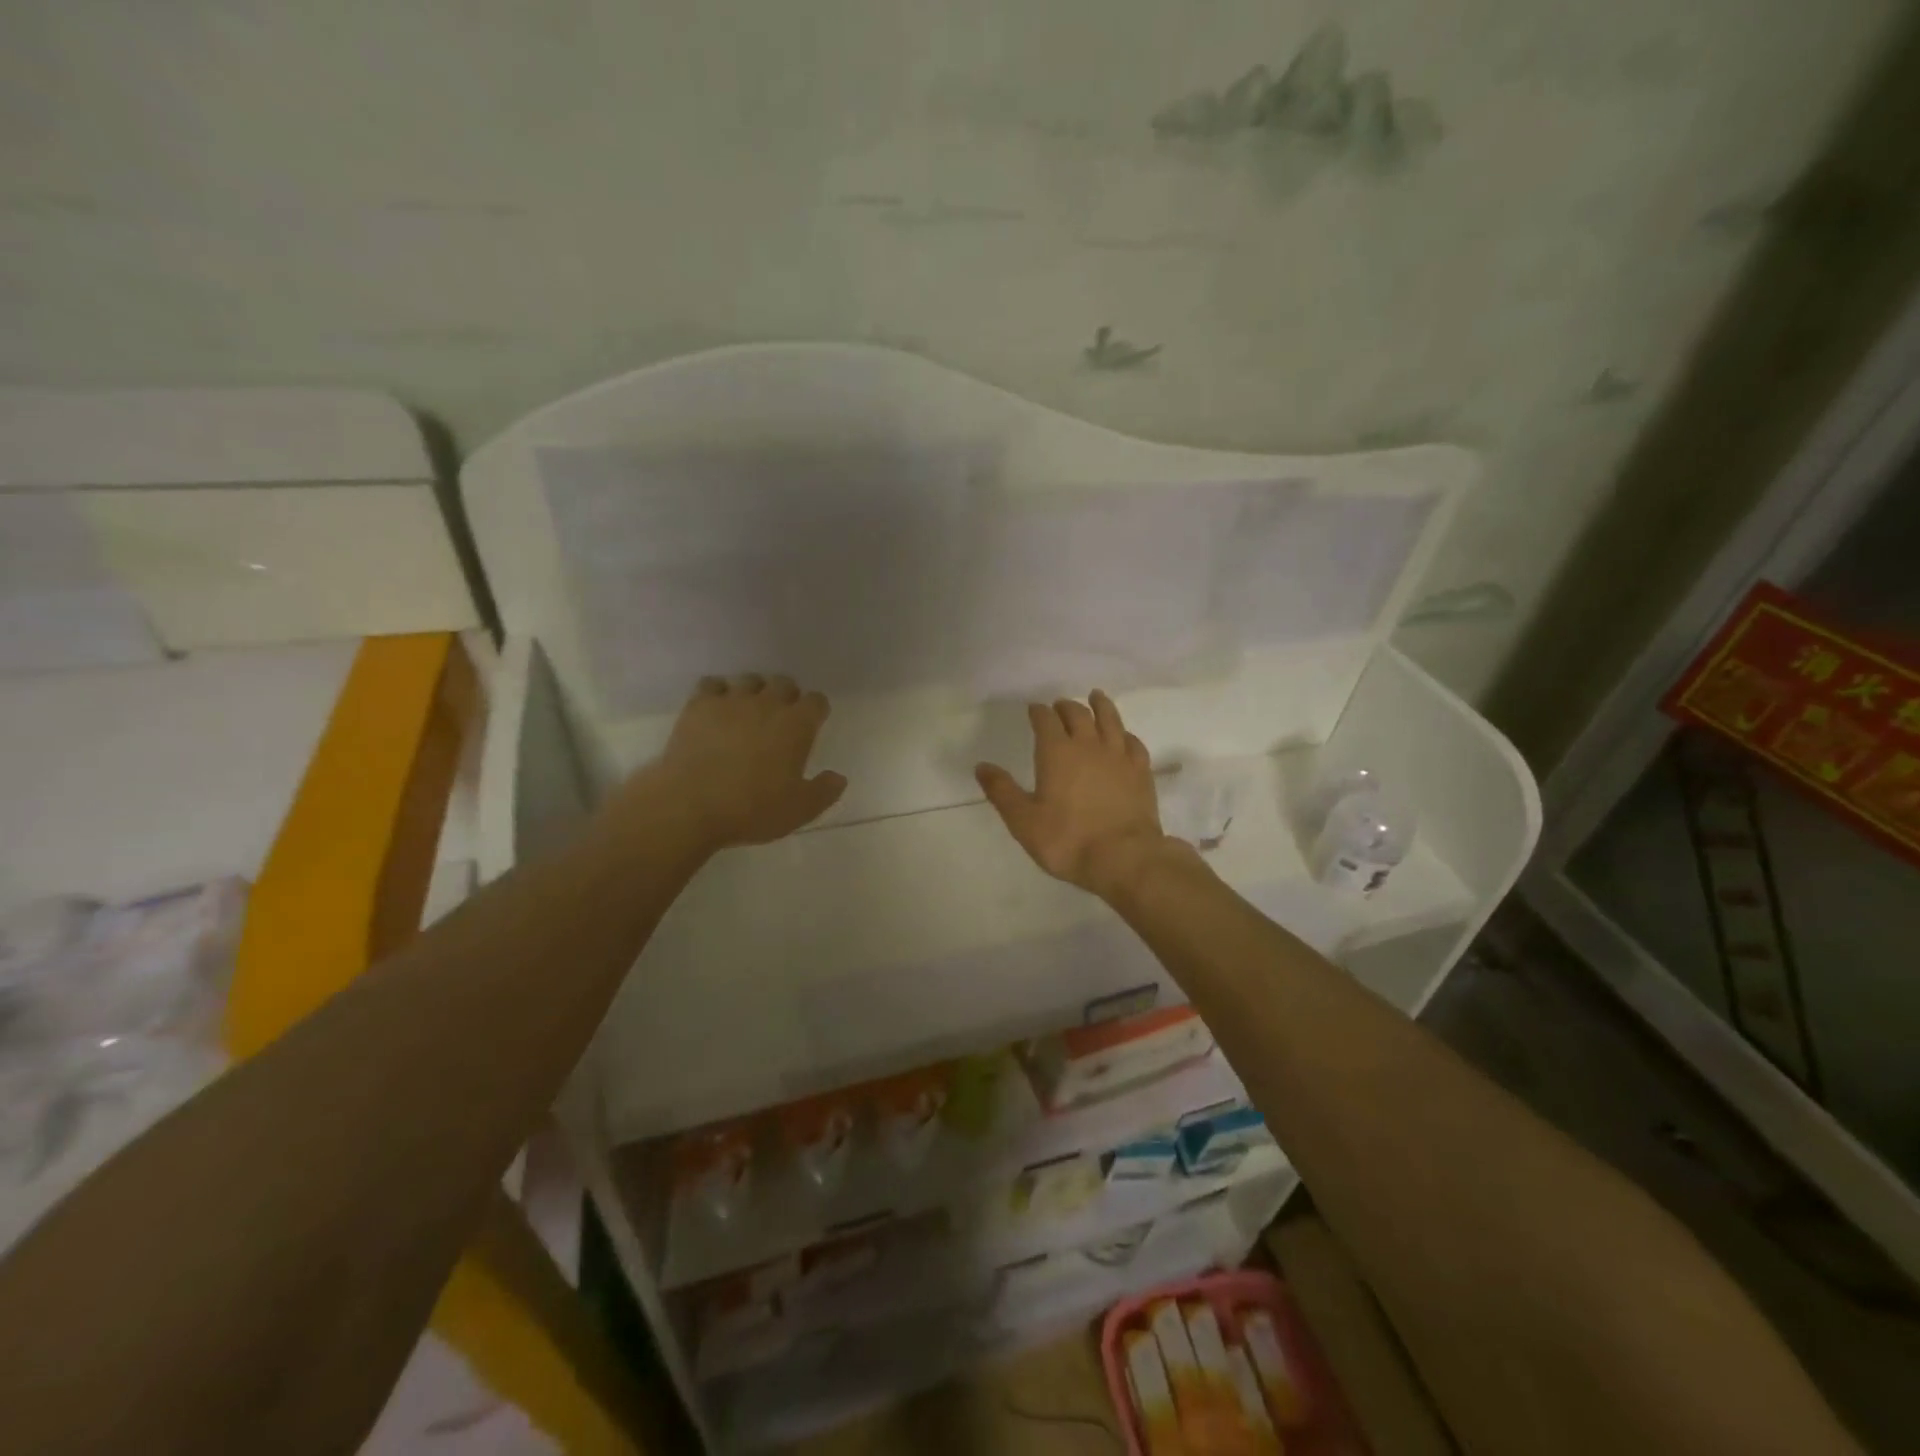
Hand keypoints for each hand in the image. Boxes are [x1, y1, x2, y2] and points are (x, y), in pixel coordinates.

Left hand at [643, 674, 846, 852]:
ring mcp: (731, 700)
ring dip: (754, 692)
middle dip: (787, 696)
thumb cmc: (752, 809)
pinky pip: (713, 684)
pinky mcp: (699, 705)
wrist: (690, 804)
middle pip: (784, 683)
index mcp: (797, 725)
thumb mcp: (799, 810)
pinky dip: (718, 693)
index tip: (812, 724)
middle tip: (781, 719)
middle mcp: (768, 704)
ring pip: (750, 680)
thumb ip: (824, 791)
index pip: (816, 701)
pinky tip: (716, 710)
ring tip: (748, 712)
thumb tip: (838, 777)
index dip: (816, 711)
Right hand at [975, 690, 1173, 898]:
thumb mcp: (1023, 821)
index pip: (1046, 720)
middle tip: (1059, 706)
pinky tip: (1123, 736)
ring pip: (1110, 720)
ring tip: (1096, 697)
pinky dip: (1124, 734)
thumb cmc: (1068, 840)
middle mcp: (1088, 745)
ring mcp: (1119, 756)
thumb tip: (981, 766)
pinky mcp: (1141, 771)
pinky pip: (1133, 743)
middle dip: (1066, 706)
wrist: (1124, 857)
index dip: (1038, 712)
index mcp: (1056, 753)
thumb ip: (1002, 791)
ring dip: (1100, 706)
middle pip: (1078, 714)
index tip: (1034, 709)